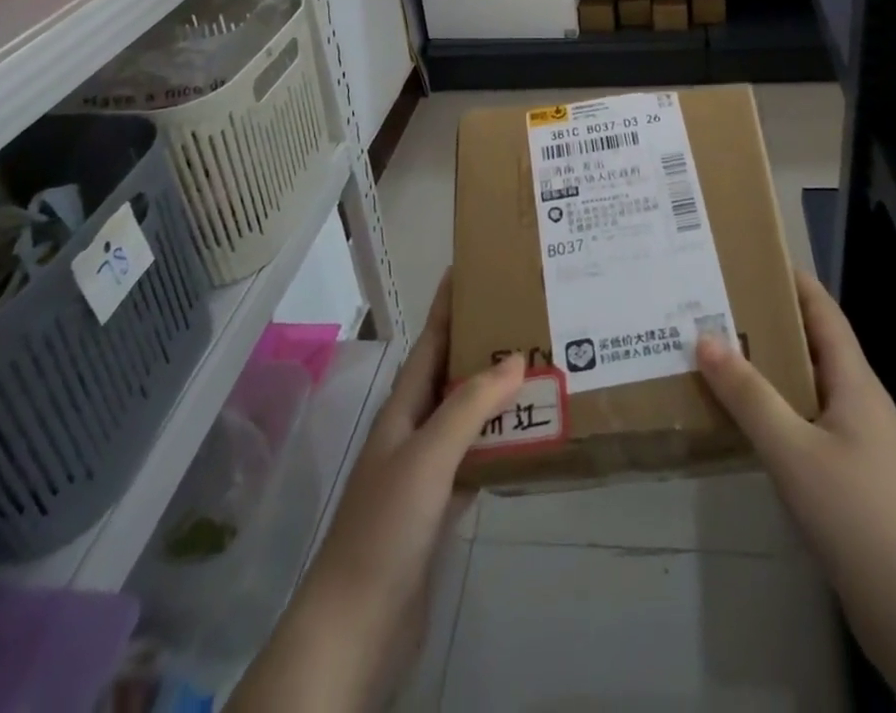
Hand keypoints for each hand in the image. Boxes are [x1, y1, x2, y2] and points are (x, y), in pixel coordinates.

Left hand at [233, 277, 525, 711]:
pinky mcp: (440, 509)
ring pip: (466, 417)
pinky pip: (476, 459)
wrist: (357, 627)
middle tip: (526, 316)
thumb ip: (469, 406)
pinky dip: (500, 442)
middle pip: (451, 375)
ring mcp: (426, 472)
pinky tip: (528, 436)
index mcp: (403, 409)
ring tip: (538, 367)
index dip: (447, 305)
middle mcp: (414, 431)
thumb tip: (515, 359)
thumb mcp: (427, 456)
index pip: (430, 342)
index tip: (471, 268)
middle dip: (482, 344)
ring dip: (496, 394)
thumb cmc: (386, 527)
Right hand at [697, 271, 895, 712]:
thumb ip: (749, 396)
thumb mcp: (793, 451)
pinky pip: (808, 422)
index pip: (825, 313)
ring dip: (770, 368)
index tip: (755, 257)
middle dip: (771, 322)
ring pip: (809, 386)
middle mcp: (860, 402)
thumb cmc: (857, 516)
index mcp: (855, 383)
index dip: (795, 282)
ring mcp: (859, 441)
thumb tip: (706, 339)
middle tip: (720, 306)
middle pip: (814, 345)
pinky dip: (777, 408)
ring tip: (722, 355)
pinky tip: (747, 421)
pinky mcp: (852, 477)